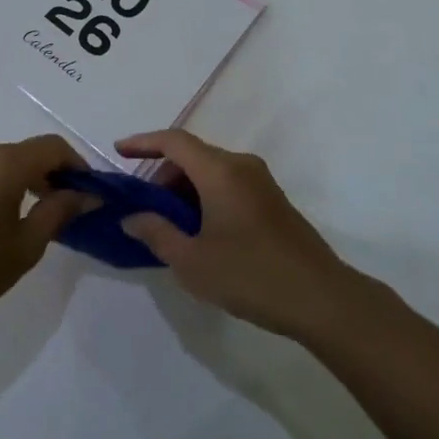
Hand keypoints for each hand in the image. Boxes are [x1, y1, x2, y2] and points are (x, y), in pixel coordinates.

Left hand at [0, 136, 86, 331]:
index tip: (89, 191)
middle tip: (66, 206)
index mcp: (4, 162)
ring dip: (25, 178)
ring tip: (34, 213)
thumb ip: (59, 211)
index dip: (77, 165)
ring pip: (4, 161)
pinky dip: (0, 183)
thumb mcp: (26, 245)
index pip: (53, 147)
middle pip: (28, 152)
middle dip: (52, 174)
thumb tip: (87, 194)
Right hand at [116, 131, 361, 337]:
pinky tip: (199, 232)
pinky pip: (228, 184)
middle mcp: (242, 166)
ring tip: (169, 227)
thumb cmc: (250, 275)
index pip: (174, 141)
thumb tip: (132, 217)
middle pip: (192, 155)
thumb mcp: (192, 261)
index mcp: (220, 171)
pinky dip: (205, 197)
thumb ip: (157, 233)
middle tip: (144, 209)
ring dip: (184, 189)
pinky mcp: (272, 201)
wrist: (320, 298)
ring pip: (211, 171)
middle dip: (162, 175)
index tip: (118, 152)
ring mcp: (261, 182)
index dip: (143, 142)